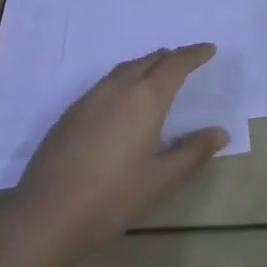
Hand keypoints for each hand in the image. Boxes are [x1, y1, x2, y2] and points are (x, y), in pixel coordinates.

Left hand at [10, 45, 229, 258]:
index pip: (175, 64)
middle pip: (149, 60)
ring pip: (125, 69)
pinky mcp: (70, 114)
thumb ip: (193, 152)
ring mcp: (89, 98)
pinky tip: (124, 102)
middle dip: (170, 58)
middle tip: (187, 62)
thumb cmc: (112, 198)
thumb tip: (220, 132)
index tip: (209, 50)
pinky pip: (106, 83)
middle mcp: (118, 88)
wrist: (46, 217)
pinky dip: (125, 80)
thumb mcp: (161, 179)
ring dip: (146, 66)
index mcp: (145, 98)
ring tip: (158, 75)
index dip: (194, 54)